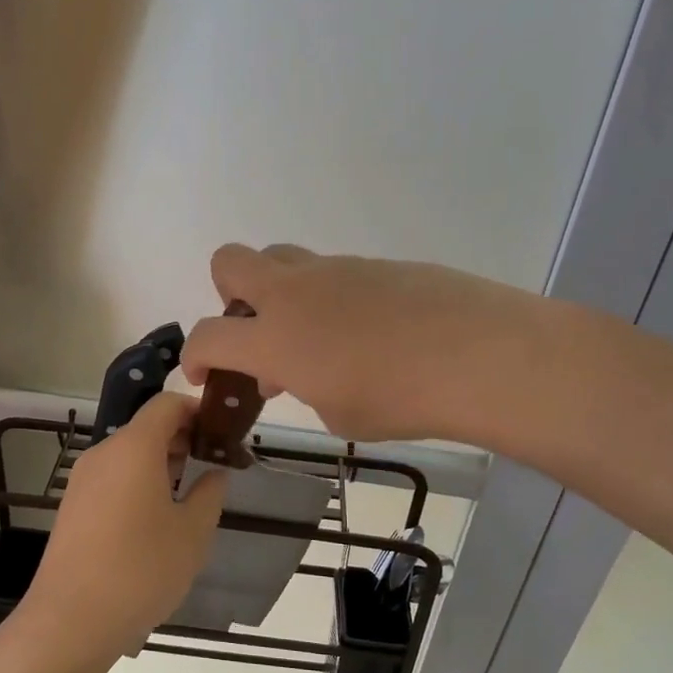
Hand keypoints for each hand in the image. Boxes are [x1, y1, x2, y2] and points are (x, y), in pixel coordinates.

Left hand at [29, 393, 225, 658]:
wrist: (71, 620)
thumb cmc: (141, 570)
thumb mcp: (192, 533)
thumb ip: (209, 494)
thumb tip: (214, 473)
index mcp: (134, 447)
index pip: (168, 404)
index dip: (198, 410)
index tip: (223, 433)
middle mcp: (104, 453)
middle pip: (147, 427)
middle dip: (183, 438)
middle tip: (213, 466)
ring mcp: (83, 479)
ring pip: (129, 454)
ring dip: (161, 462)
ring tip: (189, 494)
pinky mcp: (73, 505)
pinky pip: (112, 477)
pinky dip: (138, 482)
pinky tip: (155, 519)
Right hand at [181, 244, 532, 442]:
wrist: (477, 354)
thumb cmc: (399, 398)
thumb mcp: (337, 413)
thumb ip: (303, 387)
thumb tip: (297, 368)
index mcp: (274, 336)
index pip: (208, 336)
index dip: (195, 357)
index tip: (205, 375)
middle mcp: (293, 293)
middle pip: (229, 262)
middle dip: (228, 295)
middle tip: (258, 333)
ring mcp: (335, 270)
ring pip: (282, 259)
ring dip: (281, 293)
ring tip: (316, 336)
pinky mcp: (374, 263)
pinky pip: (333, 272)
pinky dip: (330, 297)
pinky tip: (368, 330)